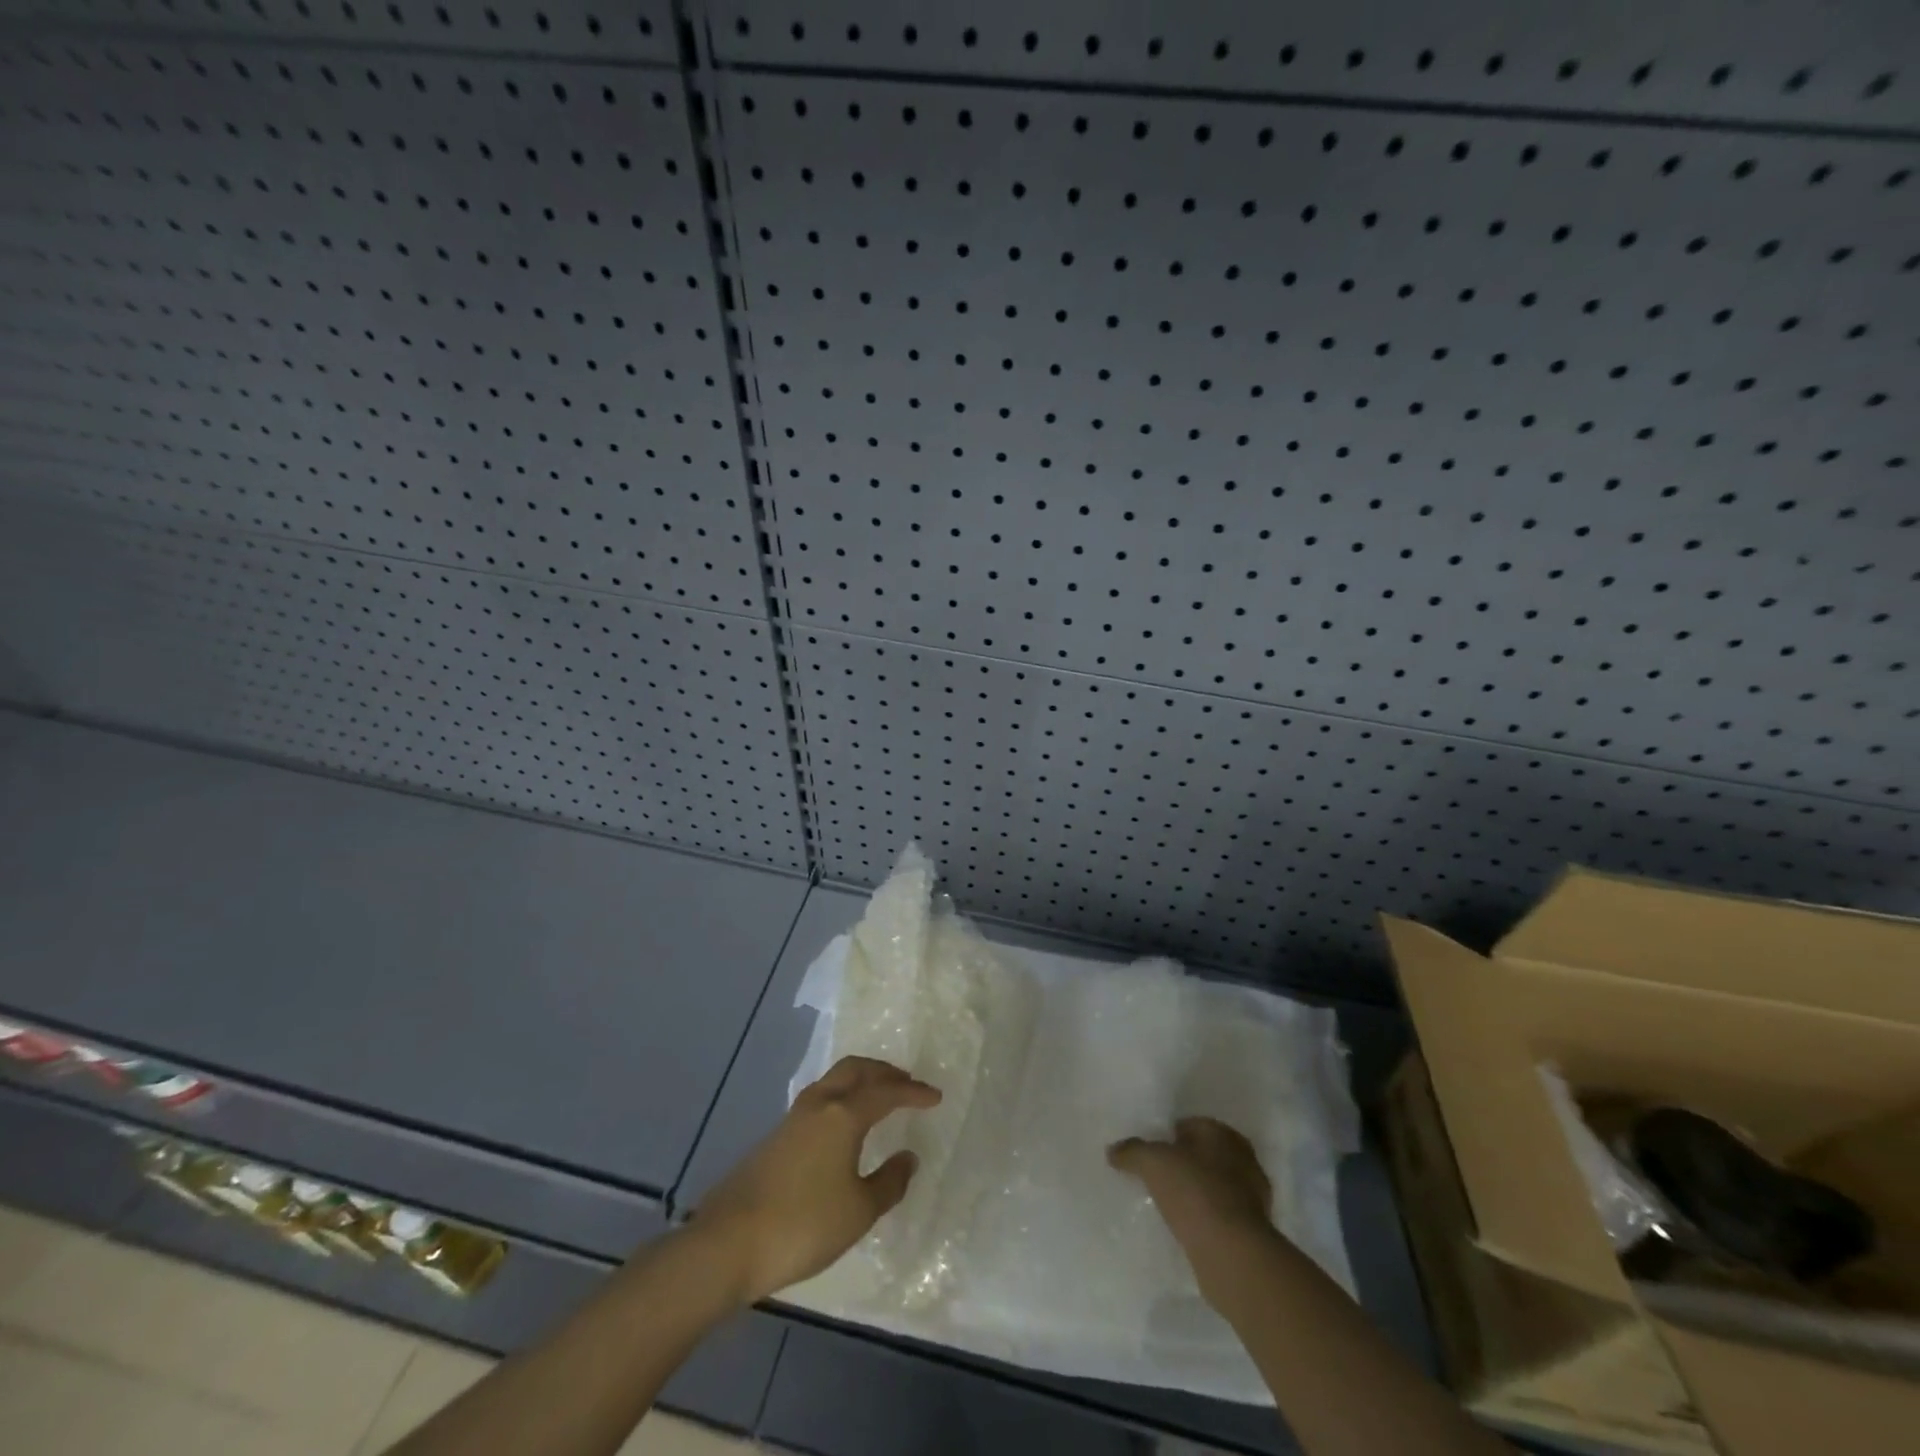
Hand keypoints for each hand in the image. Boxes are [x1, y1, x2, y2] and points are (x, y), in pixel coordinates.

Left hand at [696, 1056, 940, 1304]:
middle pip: (856, 1069)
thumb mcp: (858, 1211)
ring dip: (861, 1081)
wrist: (728, 1242)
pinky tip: (845, 1124)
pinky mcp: (777, 1136)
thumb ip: (889, 1182)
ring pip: (835, 1080)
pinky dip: (843, 1097)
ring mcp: (794, 1118)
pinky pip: (821, 1098)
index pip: (887, 1091)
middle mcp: (820, 1104)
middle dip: (884, 1072)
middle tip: (907, 1083)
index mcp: (844, 1115)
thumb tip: (908, 1157)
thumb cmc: (803, 1225)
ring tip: (879, 1097)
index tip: (935, 1097)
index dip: (914, 1092)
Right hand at [1110, 1117, 1277, 1306]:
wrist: (1232, 1253)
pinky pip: (1223, 1214)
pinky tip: (1189, 1227)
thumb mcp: (1152, 1163)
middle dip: (1186, 1163)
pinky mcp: (1254, 1229)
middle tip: (1160, 1177)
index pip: (1191, 1124)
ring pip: (1217, 1184)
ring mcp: (1253, 1196)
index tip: (1152, 1152)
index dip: (1169, 1136)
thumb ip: (1132, 1151)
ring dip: (1199, 1191)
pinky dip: (1208, 1217)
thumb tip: (1113, 1150)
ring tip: (1172, 1205)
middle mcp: (1243, 1158)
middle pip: (1206, 1154)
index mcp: (1222, 1133)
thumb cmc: (1193, 1192)